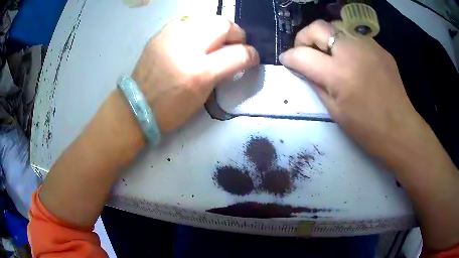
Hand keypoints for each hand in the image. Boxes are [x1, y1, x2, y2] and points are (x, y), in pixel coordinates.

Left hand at [132, 16, 259, 133]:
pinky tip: (194, 37)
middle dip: (236, 33)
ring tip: (214, 39)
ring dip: (217, 28)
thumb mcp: (203, 96)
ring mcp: (172, 37)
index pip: (239, 54)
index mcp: (200, 73)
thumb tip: (236, 56)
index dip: (251, 54)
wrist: (137, 106)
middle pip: (224, 25)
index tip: (252, 57)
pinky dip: (197, 27)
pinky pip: (188, 20)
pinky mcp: (161, 33)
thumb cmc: (172, 109)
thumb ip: (222, 72)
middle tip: (235, 43)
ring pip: (207, 18)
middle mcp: (187, 49)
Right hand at [280, 20, 422, 159]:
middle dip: (304, 37)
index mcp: (338, 74)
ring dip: (326, 37)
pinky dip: (346, 43)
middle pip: (317, 27)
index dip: (289, 57)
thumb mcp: (335, 111)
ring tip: (330, 54)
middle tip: (306, 52)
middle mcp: (352, 52)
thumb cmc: (367, 129)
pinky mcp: (379, 48)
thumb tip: (303, 69)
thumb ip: (316, 84)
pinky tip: (352, 59)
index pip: (301, 54)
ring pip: (336, 26)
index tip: (287, 61)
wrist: (400, 129)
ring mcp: (368, 46)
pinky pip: (355, 36)